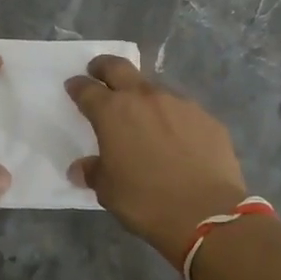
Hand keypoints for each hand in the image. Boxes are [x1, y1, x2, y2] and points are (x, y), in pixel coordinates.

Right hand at [66, 56, 251, 266]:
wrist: (207, 213)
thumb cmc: (146, 201)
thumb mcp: (108, 191)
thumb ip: (93, 172)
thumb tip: (81, 168)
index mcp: (113, 112)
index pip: (87, 89)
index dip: (77, 86)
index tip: (73, 86)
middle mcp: (145, 98)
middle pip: (119, 68)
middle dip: (104, 66)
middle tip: (98, 71)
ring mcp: (179, 104)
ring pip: (154, 88)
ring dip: (143, 96)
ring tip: (143, 116)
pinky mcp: (207, 117)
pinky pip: (182, 110)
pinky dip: (172, 118)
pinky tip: (177, 138)